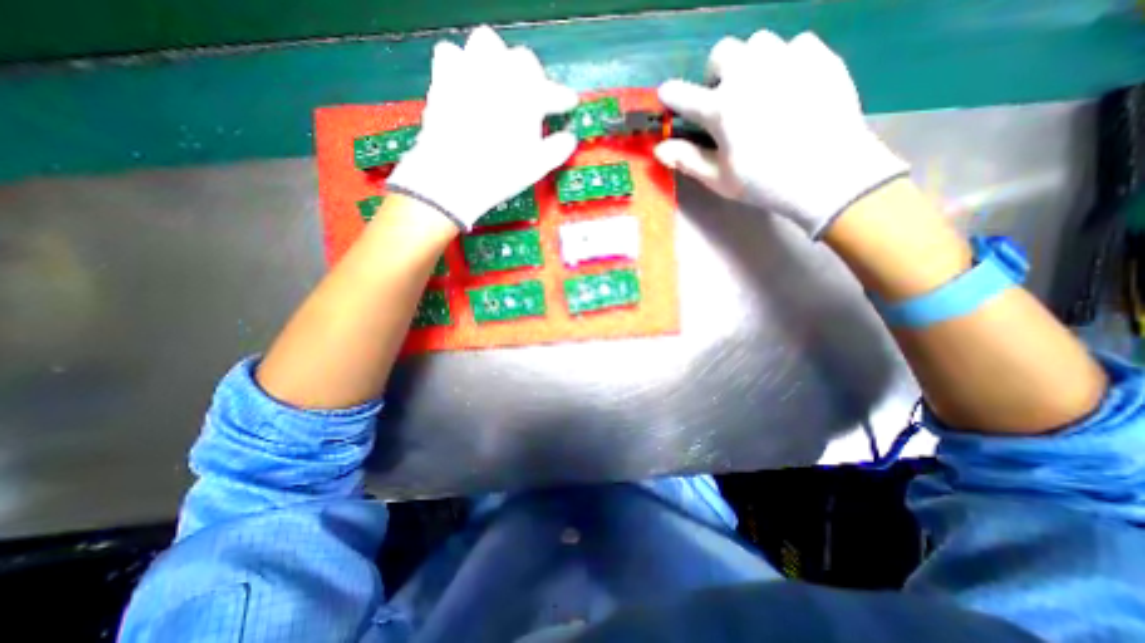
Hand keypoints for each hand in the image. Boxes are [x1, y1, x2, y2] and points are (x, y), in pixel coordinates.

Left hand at [386, 25, 581, 229]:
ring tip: (498, 82)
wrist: (453, 177)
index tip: (568, 103)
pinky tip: (466, 83)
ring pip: (486, 43)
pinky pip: (451, 53)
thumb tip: (570, 139)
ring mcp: (469, 71)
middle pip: (522, 59)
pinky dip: (462, 64)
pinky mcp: (443, 78)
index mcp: (527, 97)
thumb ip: (557, 149)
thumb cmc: (500, 174)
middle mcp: (500, 75)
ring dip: (497, 60)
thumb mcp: (536, 166)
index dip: (562, 97)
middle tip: (532, 97)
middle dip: (531, 76)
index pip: (552, 91)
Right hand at [654, 30, 914, 241]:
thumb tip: (659, 149)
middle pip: (722, 53)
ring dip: (749, 63)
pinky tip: (790, 86)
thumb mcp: (719, 179)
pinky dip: (785, 62)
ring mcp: (785, 60)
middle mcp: (748, 75)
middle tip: (724, 97)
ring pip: (758, 43)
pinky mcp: (818, 56)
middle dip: (716, 73)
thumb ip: (687, 160)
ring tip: (758, 89)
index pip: (683, 95)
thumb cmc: (764, 182)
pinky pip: (794, 45)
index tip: (667, 95)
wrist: (829, 173)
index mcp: (720, 109)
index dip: (671, 95)